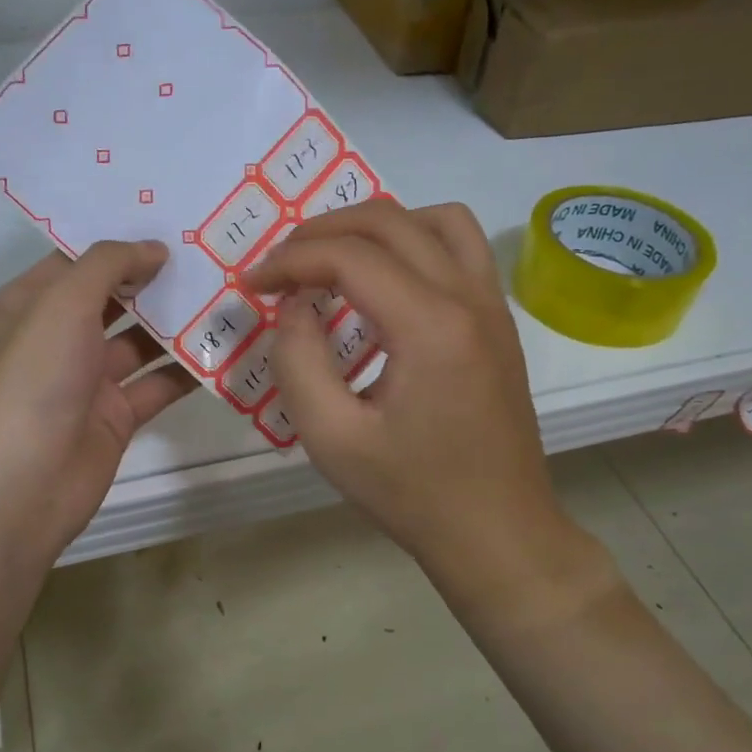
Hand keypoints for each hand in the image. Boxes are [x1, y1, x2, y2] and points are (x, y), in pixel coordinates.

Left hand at [0, 241, 196, 565]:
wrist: (24, 484)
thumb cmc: (35, 380)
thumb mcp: (63, 304)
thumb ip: (109, 265)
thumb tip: (154, 248)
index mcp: (32, 303)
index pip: (79, 258)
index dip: (121, 238)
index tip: (174, 217)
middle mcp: (59, 336)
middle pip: (115, 297)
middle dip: (157, 277)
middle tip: (212, 250)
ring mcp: (89, 378)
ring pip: (141, 340)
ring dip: (179, 321)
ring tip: (229, 291)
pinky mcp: (116, 415)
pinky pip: (158, 383)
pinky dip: (188, 368)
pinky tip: (228, 346)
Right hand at [245, 201, 606, 619]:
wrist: (498, 532)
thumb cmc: (412, 493)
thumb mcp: (332, 438)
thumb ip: (298, 361)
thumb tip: (294, 306)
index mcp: (430, 326)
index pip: (349, 256)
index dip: (289, 261)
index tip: (252, 285)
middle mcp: (468, 297)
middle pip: (390, 220)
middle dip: (322, 231)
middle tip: (281, 265)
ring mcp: (492, 305)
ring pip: (435, 219)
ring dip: (375, 226)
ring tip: (333, 260)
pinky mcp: (499, 321)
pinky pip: (460, 248)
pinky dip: (413, 242)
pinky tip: (383, 283)